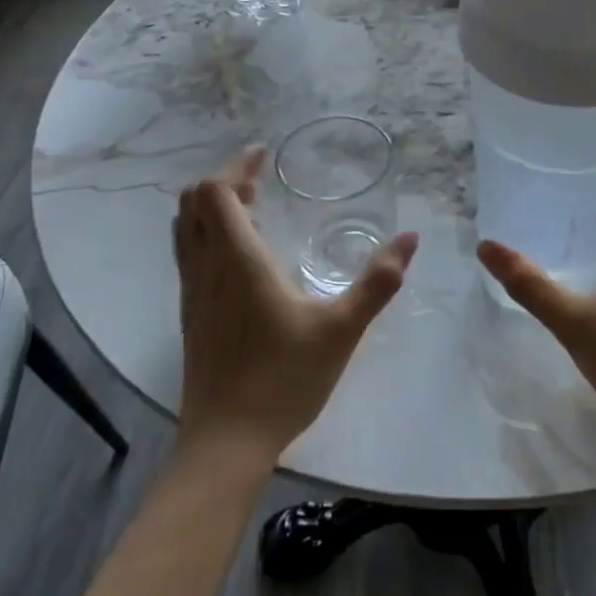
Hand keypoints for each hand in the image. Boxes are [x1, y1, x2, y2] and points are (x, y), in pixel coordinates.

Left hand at [174, 144, 418, 470]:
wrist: (226, 442)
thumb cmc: (284, 379)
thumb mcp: (341, 329)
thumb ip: (378, 282)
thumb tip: (410, 239)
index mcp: (238, 260)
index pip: (216, 191)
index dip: (236, 165)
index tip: (263, 153)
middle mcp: (206, 267)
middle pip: (193, 202)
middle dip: (225, 180)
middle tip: (261, 177)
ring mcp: (191, 292)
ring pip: (185, 228)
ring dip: (212, 206)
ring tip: (250, 204)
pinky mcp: (189, 315)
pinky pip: (188, 253)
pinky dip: (207, 233)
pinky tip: (240, 254)